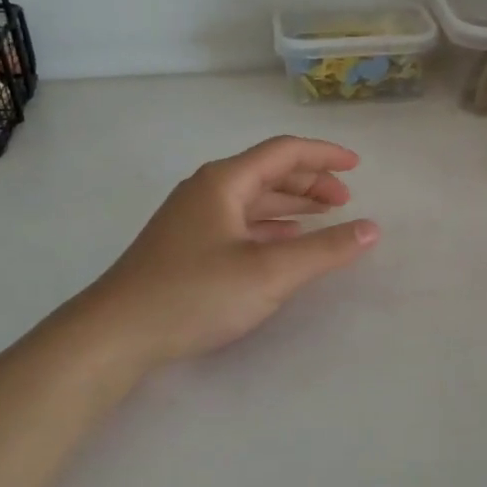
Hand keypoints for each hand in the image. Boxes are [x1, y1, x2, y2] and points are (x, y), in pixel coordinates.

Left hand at [56, 136, 378, 374]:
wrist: (115, 335)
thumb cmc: (195, 294)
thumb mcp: (269, 273)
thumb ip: (324, 250)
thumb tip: (371, 229)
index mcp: (225, 181)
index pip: (284, 152)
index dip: (325, 155)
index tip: (358, 167)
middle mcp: (207, 190)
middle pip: (268, 172)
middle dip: (311, 182)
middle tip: (345, 201)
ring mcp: (192, 217)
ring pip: (253, 198)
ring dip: (291, 203)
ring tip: (324, 218)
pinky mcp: (185, 245)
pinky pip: (239, 221)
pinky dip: (269, 225)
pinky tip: (284, 242)